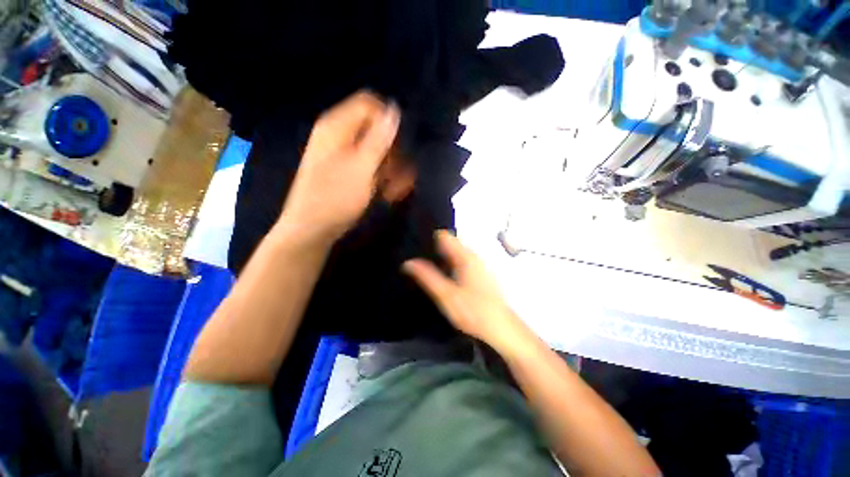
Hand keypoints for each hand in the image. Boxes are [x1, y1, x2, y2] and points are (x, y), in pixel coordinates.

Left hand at [279, 91, 399, 242]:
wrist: (312, 228)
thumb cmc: (335, 198)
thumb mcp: (361, 168)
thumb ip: (379, 138)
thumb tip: (394, 109)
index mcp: (337, 127)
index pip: (369, 105)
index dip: (388, 123)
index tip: (400, 148)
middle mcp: (339, 136)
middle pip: (375, 131)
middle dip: (393, 153)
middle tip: (400, 175)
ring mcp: (342, 155)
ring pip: (375, 152)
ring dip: (390, 170)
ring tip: (396, 191)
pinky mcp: (346, 172)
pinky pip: (369, 166)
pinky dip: (381, 178)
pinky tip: (388, 194)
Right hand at [403, 230, 527, 351]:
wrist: (501, 329)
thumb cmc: (473, 311)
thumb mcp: (445, 295)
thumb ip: (427, 277)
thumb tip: (408, 262)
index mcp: (465, 256)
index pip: (443, 236)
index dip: (428, 238)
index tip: (414, 247)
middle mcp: (473, 256)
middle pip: (449, 244)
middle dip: (432, 250)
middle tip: (416, 260)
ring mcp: (478, 265)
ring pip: (454, 254)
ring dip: (440, 259)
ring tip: (424, 269)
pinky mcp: (480, 274)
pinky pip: (460, 263)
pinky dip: (449, 266)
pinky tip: (442, 278)